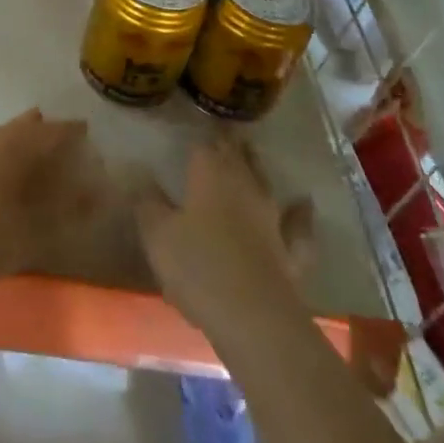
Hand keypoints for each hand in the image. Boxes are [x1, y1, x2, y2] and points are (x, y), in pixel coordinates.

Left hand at [0, 109, 100, 314]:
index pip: (52, 129)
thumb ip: (69, 209)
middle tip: (69, 155)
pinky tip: (5, 186)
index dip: (74, 133)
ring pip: (1, 140)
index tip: (92, 140)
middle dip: (47, 137)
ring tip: (41, 173)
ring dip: (23, 150)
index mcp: (11, 145)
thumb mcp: (33, 232)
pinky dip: (2, 162)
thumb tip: (99, 191)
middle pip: (24, 128)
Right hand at [133, 134, 314, 345]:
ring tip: (253, 154)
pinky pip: (297, 224)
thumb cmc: (197, 266)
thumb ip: (147, 201)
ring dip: (257, 168)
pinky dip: (300, 213)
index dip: (199, 136)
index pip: (205, 144)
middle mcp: (244, 186)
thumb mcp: (157, 233)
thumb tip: (139, 174)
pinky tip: (304, 203)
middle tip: (223, 134)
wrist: (251, 316)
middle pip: (238, 157)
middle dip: (229, 144)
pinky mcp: (289, 249)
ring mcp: (271, 217)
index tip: (196, 126)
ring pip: (264, 182)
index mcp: (210, 175)